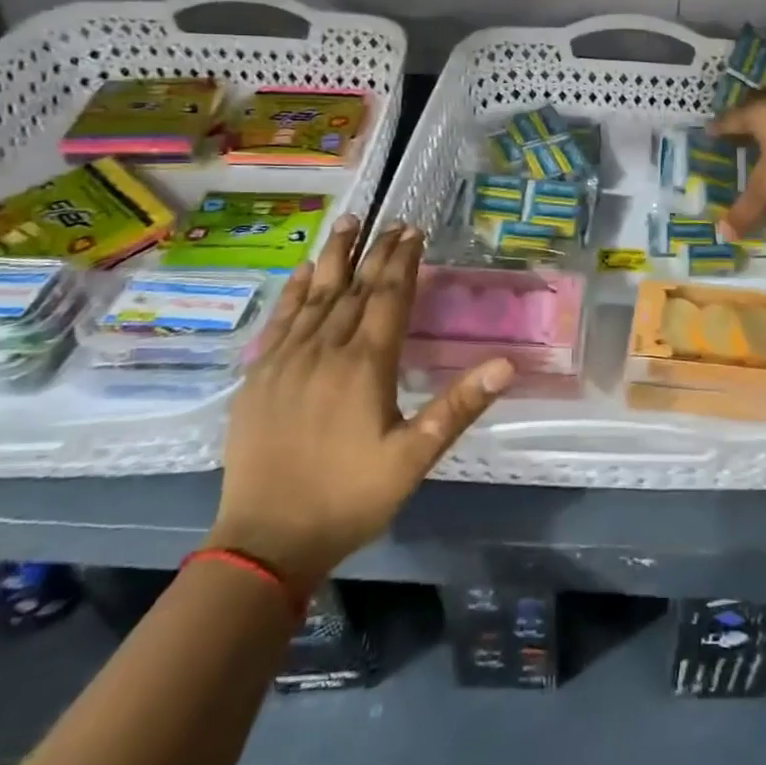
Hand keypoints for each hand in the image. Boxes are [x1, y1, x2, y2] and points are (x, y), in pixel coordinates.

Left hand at [208, 217, 511, 588]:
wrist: (266, 543)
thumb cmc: (349, 498)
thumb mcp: (414, 458)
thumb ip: (458, 406)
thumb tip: (506, 364)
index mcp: (365, 365)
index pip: (389, 298)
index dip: (403, 262)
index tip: (414, 231)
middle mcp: (324, 351)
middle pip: (355, 288)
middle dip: (376, 251)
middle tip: (392, 222)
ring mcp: (286, 362)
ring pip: (315, 295)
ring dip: (336, 256)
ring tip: (349, 223)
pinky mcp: (259, 378)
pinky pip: (280, 321)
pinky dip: (295, 291)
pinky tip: (305, 273)